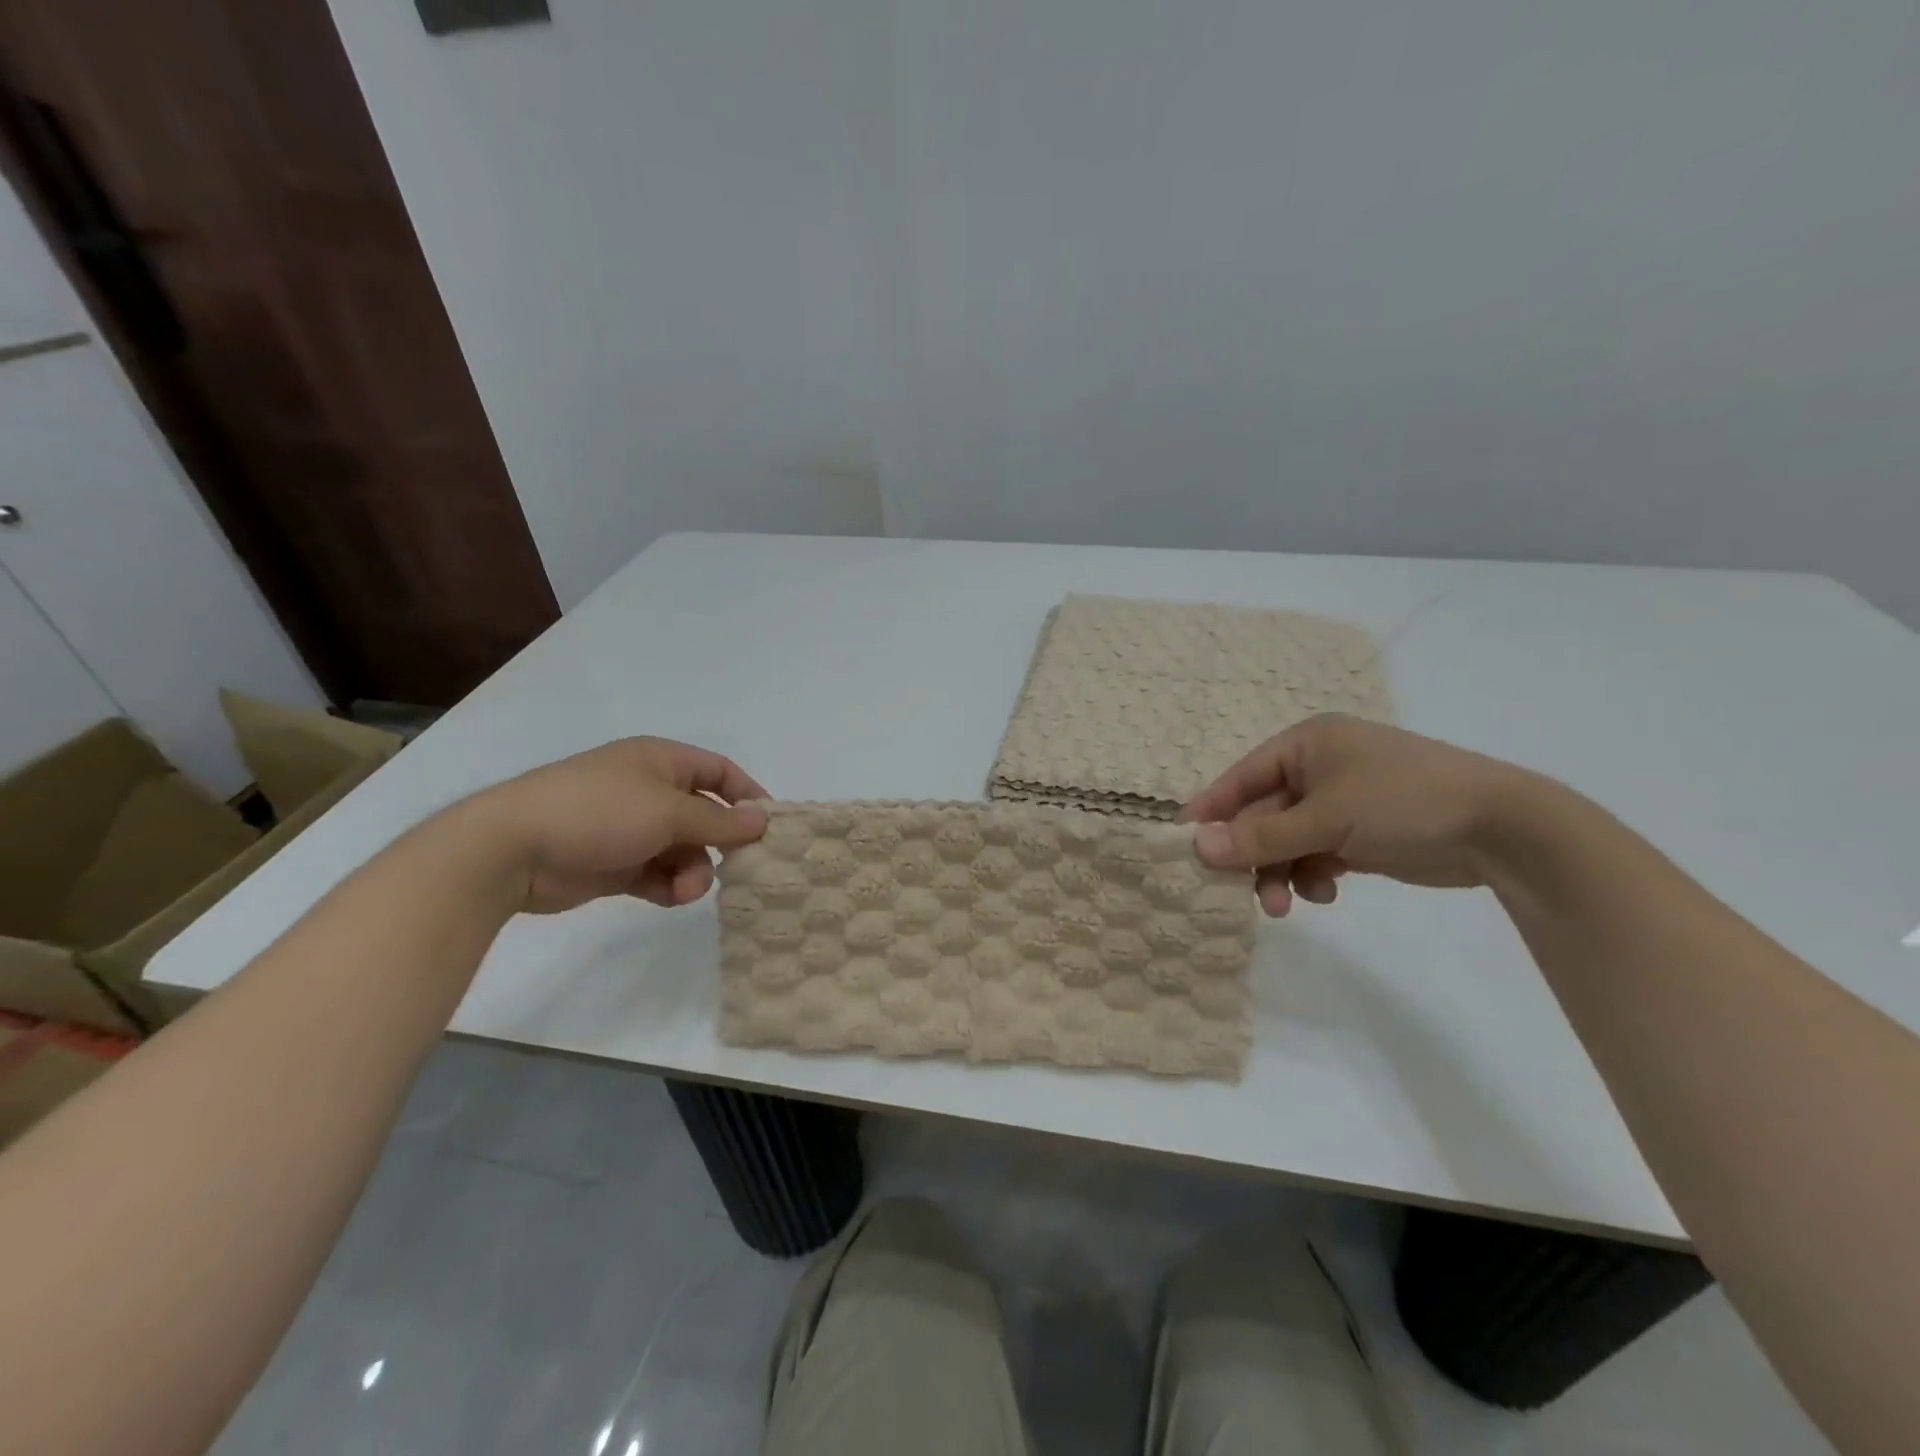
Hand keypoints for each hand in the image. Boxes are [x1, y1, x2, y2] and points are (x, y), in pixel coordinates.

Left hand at [473, 737, 768, 914]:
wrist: (513, 849)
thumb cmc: (599, 811)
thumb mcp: (669, 811)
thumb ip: (720, 820)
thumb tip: (764, 820)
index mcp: (661, 762)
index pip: (719, 771)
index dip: (747, 795)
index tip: (770, 826)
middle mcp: (649, 791)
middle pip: (704, 816)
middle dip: (718, 844)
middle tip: (735, 869)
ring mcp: (630, 828)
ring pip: (683, 850)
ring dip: (693, 872)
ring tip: (685, 890)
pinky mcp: (614, 863)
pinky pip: (657, 873)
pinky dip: (667, 886)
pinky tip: (667, 897)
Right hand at [1184, 714, 1536, 916]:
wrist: (1502, 830)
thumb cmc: (1402, 802)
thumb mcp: (1325, 819)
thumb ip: (1259, 836)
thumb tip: (1196, 847)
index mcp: (1306, 745)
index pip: (1241, 777)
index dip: (1212, 810)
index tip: (1185, 845)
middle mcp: (1319, 768)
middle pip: (1264, 814)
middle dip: (1254, 855)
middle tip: (1239, 893)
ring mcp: (1342, 802)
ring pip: (1288, 840)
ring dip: (1281, 872)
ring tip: (1285, 905)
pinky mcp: (1361, 833)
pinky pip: (1317, 854)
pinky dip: (1313, 875)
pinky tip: (1326, 892)